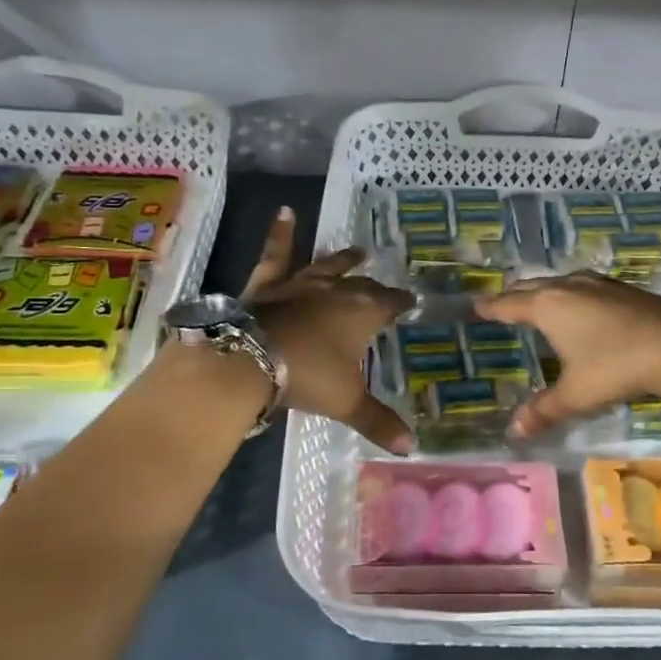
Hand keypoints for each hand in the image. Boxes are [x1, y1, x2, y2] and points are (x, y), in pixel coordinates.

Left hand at [242, 208, 414, 452]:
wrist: (249, 360)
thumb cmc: (307, 376)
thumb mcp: (347, 402)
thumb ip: (378, 421)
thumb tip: (411, 447)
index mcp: (361, 313)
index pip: (389, 303)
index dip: (401, 302)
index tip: (410, 299)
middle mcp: (335, 290)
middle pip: (360, 284)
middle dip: (374, 285)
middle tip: (382, 282)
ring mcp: (300, 283)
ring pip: (327, 266)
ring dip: (342, 259)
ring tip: (357, 249)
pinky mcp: (268, 284)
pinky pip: (276, 254)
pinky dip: (281, 234)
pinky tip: (285, 211)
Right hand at [475, 273, 660, 438]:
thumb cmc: (616, 367)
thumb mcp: (576, 393)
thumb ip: (544, 409)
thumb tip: (514, 431)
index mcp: (549, 306)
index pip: (509, 304)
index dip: (491, 307)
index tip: (476, 306)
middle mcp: (569, 287)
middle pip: (532, 286)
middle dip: (514, 295)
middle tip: (500, 303)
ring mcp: (598, 284)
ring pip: (560, 282)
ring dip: (544, 290)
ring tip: (536, 300)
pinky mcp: (622, 289)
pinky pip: (583, 286)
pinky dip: (570, 293)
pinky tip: (580, 304)